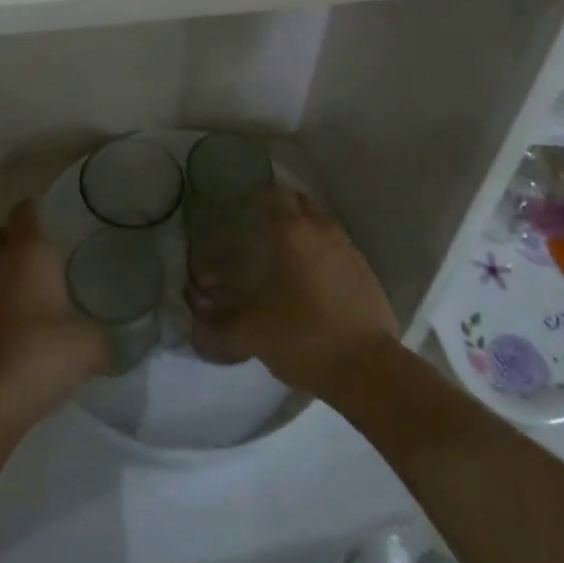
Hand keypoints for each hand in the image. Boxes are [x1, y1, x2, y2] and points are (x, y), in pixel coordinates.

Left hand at [0, 200, 106, 419]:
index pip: (25, 211)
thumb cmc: (43, 352)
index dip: (33, 210)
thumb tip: (112, 345)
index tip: (47, 218)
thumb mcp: (88, 345)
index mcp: (28, 251)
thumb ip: (100, 337)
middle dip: (10, 240)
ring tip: (15, 294)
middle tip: (32, 258)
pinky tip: (1, 330)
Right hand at [187, 187, 400, 397]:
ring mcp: (347, 247)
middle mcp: (320, 229)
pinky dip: (321, 251)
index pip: (273, 193)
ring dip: (302, 228)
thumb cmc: (303, 337)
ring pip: (319, 222)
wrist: (368, 369)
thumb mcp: (251, 332)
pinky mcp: (365, 270)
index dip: (256, 194)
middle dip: (279, 207)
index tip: (242, 207)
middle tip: (260, 227)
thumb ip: (218, 320)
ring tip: (285, 254)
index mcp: (291, 232)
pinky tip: (312, 279)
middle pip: (298, 201)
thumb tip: (195, 310)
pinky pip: (337, 246)